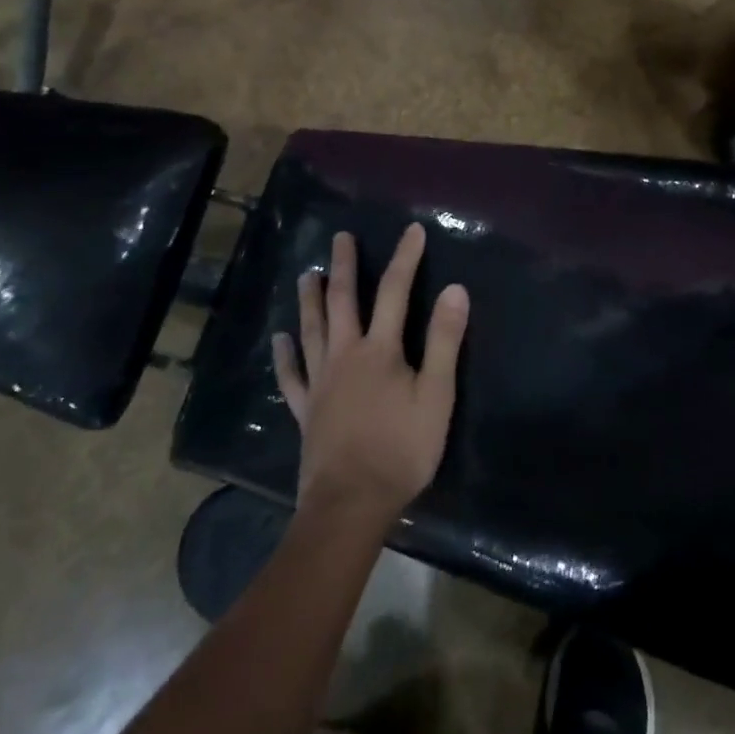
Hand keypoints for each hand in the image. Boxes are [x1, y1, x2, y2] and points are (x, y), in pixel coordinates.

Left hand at [272, 225, 468, 525]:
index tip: (412, 230)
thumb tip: (454, 289)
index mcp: (380, 350)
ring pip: (312, 331)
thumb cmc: (402, 449)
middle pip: (342, 302)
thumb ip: (443, 341)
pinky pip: (291, 377)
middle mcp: (345, 356)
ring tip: (307, 273)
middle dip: (344, 267)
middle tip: (339, 237)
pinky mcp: (306, 410)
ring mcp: (320, 383)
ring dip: (310, 300)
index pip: (394, 292)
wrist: (351, 503)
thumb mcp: (437, 395)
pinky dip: (284, 356)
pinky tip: (280, 340)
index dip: (405, 258)